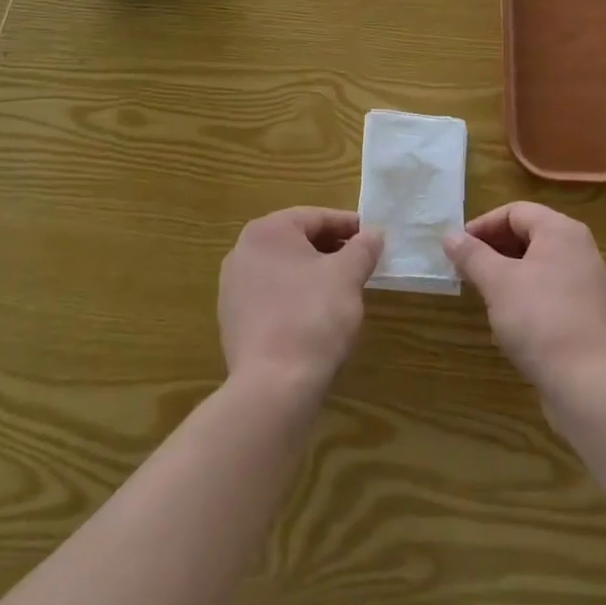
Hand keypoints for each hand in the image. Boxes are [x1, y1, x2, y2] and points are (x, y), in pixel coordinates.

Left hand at [219, 207, 381, 396]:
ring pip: (283, 268)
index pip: (315, 217)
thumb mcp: (348, 275)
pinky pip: (271, 295)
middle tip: (361, 262)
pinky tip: (316, 316)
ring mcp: (232, 288)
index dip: (348, 225)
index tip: (372, 237)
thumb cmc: (313, 316)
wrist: (272, 387)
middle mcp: (242, 251)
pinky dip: (295, 296)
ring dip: (313, 272)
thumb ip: (363, 247)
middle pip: (297, 240)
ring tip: (342, 289)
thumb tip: (372, 234)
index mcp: (267, 231)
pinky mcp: (232, 320)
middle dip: (331, 248)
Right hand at [444, 202, 605, 396]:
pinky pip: (551, 286)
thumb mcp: (497, 282)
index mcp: (561, 230)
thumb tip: (450, 236)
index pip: (515, 212)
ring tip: (484, 290)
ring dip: (508, 270)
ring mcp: (587, 280)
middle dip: (494, 247)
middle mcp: (579, 247)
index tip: (458, 247)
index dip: (483, 225)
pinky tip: (510, 315)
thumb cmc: (538, 318)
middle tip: (467, 268)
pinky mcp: (588, 310)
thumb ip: (472, 254)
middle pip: (529, 234)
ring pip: (539, 262)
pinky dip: (527, 290)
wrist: (586, 381)